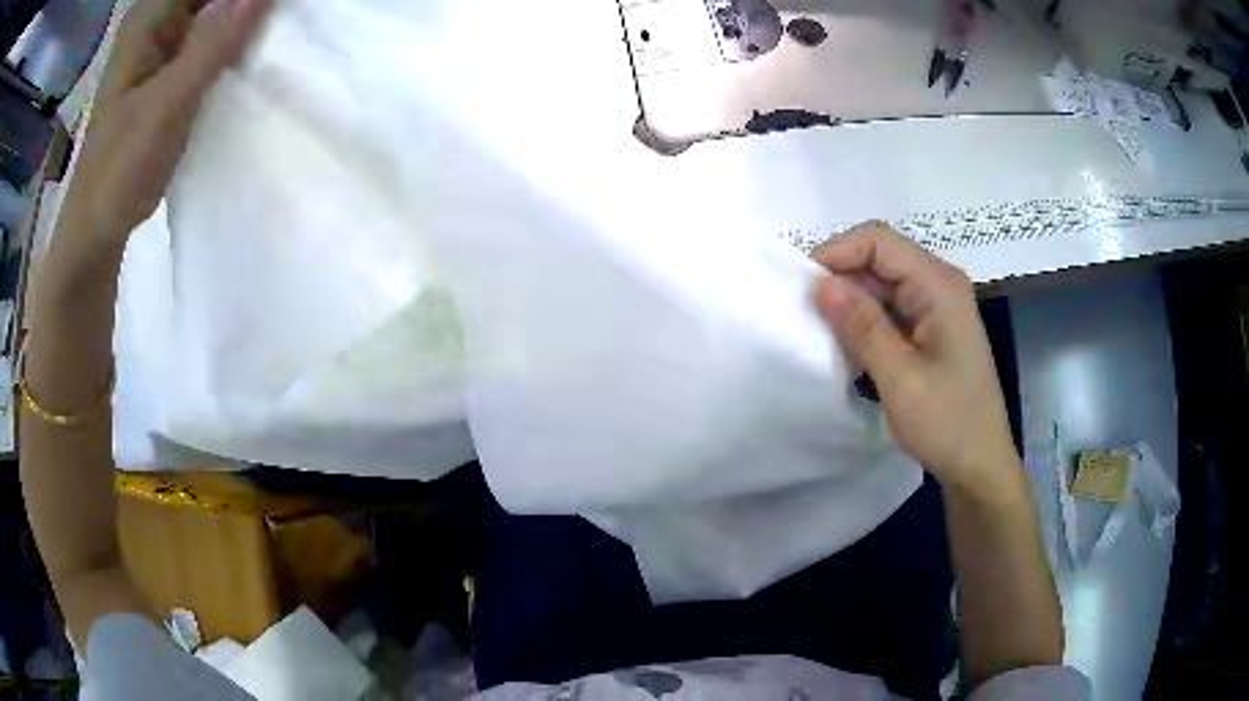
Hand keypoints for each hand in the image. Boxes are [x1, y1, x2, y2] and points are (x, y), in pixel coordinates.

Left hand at [62, 0, 271, 243]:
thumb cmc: (118, 172)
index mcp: (149, 16)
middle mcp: (155, 17)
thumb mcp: (165, 106)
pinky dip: (235, 34)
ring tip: (273, 29)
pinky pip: (211, 31)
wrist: (95, 229)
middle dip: (247, 3)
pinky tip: (253, 45)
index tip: (272, 8)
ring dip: (244, 16)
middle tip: (278, 18)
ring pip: (216, 8)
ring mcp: (161, 41)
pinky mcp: (168, 65)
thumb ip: (212, 45)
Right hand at [812, 222, 1021, 499]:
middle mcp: (939, 284)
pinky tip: (851, 348)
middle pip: (879, 257)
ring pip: (882, 283)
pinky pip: (890, 308)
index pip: (878, 241)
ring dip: (852, 303)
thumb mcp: (900, 378)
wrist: (979, 465)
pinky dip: (866, 321)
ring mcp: (936, 306)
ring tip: (825, 334)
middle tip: (808, 316)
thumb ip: (862, 327)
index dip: (837, 253)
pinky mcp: (931, 327)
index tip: (804, 288)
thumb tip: (820, 284)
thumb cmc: (947, 423)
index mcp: (938, 285)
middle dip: (841, 279)